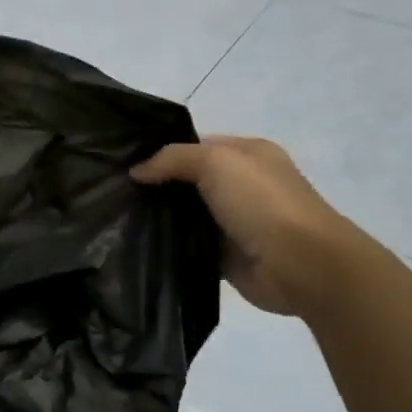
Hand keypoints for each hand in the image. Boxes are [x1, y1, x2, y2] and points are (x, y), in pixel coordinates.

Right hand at [131, 135, 362, 316]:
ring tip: (116, 219)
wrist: (298, 264)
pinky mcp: (225, 255)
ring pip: (185, 216)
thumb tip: (136, 171)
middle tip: (112, 193)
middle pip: (187, 182)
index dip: (161, 153)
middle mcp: (241, 185)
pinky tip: (138, 246)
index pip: (195, 146)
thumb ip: (173, 159)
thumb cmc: (262, 202)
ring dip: (159, 219)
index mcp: (247, 154)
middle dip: (155, 187)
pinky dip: (169, 247)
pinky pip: (188, 247)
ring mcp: (233, 222)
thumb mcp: (216, 162)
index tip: (123, 164)